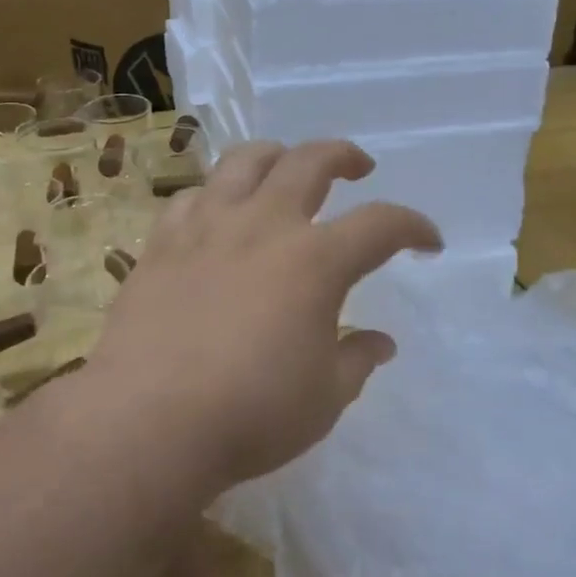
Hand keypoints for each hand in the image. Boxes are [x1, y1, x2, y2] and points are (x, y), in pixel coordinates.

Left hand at [83, 139, 441, 488]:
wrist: (148, 420)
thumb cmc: (250, 414)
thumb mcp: (324, 398)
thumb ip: (356, 360)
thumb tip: (379, 342)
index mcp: (315, 261)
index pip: (381, 224)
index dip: (413, 226)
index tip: (427, 241)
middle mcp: (263, 226)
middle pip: (310, 162)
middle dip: (343, 156)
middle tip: (357, 169)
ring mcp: (206, 227)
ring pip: (244, 161)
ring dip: (276, 156)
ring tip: (285, 169)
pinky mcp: (161, 242)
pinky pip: (191, 196)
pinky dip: (214, 194)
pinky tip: (217, 213)